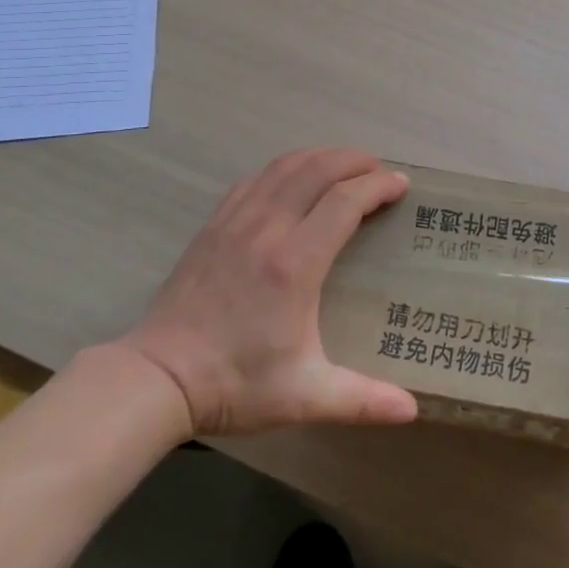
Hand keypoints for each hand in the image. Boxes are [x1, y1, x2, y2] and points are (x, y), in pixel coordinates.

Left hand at [118, 149, 420, 436]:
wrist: (156, 378)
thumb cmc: (235, 383)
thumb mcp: (304, 396)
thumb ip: (361, 400)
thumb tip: (412, 410)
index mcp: (296, 263)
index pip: (345, 201)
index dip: (378, 185)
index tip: (401, 184)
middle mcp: (268, 229)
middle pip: (318, 169)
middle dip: (355, 160)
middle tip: (379, 168)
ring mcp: (236, 221)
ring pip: (285, 166)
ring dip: (321, 156)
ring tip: (344, 164)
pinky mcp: (214, 225)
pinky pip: (255, 179)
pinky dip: (284, 168)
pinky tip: (293, 179)